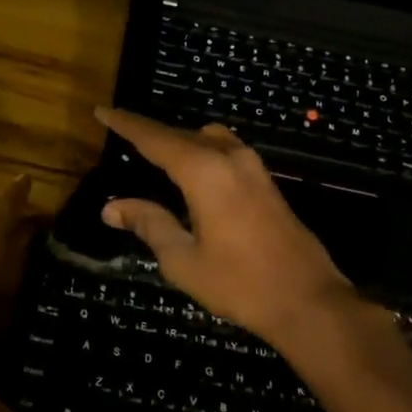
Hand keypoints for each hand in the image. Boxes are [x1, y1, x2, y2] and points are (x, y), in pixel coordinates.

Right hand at [95, 108, 368, 345]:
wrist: (309, 300)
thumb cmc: (240, 283)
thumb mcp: (183, 260)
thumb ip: (149, 225)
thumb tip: (112, 207)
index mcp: (204, 172)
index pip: (154, 139)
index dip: (126, 124)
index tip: (102, 110)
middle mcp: (229, 158)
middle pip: (181, 135)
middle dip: (150, 133)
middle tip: (122, 135)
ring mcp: (253, 168)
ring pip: (207, 139)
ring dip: (179, 141)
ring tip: (155, 156)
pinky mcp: (266, 182)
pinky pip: (224, 151)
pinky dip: (200, 152)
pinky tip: (192, 175)